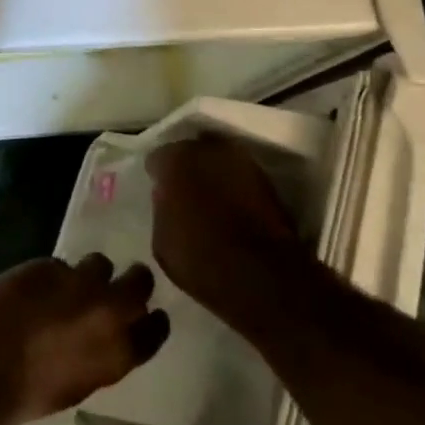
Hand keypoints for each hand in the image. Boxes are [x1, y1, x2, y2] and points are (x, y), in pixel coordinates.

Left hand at [0, 255, 170, 424]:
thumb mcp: (81, 382)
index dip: (151, 319)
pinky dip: (49, 276)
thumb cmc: (30, 395)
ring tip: (68, 286)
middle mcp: (108, 310)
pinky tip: (31, 291)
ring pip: (99, 263)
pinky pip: (58, 264)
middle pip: (140, 280)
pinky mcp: (47, 265)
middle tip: (114, 287)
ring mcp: (78, 282)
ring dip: (89, 274)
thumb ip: (102, 354)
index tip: (145, 314)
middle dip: (132, 280)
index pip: (156, 327)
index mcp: (120, 352)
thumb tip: (106, 335)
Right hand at [147, 134, 304, 328]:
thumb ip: (162, 208)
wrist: (261, 275)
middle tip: (185, 189)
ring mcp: (240, 160)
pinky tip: (231, 203)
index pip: (158, 157)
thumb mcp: (162, 240)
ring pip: (218, 158)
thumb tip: (167, 195)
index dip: (158, 174)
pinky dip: (234, 184)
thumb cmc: (200, 259)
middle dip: (187, 166)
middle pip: (191, 150)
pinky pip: (239, 174)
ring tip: (210, 195)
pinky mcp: (266, 178)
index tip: (159, 189)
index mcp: (174, 161)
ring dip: (213, 172)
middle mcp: (207, 150)